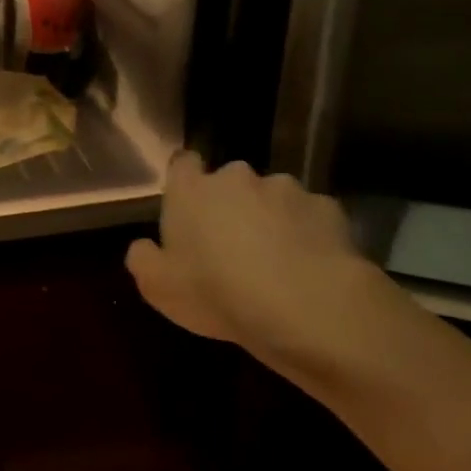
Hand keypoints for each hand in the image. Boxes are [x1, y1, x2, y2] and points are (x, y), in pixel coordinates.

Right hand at [125, 154, 387, 366]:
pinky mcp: (328, 209)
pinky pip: (309, 217)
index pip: (182, 163)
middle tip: (229, 245)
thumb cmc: (215, 292)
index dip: (185, 181)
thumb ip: (142, 257)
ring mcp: (287, 190)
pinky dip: (306, 234)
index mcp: (191, 190)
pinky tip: (306, 266)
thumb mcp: (156, 286)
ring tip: (274, 260)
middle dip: (229, 204)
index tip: (188, 207)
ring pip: (271, 198)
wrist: (305, 306)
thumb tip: (145, 245)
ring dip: (269, 218)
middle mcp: (237, 178)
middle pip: (229, 182)